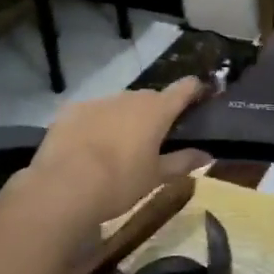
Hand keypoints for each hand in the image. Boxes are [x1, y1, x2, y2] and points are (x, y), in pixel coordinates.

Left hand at [18, 77, 208, 231]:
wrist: (65, 186)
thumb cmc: (120, 182)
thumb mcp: (156, 177)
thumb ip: (183, 162)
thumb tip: (208, 155)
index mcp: (157, 110)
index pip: (185, 88)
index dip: (195, 90)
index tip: (200, 97)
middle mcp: (131, 97)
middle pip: (150, 99)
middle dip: (154, 113)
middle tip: (153, 139)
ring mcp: (100, 101)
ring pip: (119, 105)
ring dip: (123, 119)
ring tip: (116, 148)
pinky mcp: (73, 109)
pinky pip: (92, 113)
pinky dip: (95, 125)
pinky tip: (87, 148)